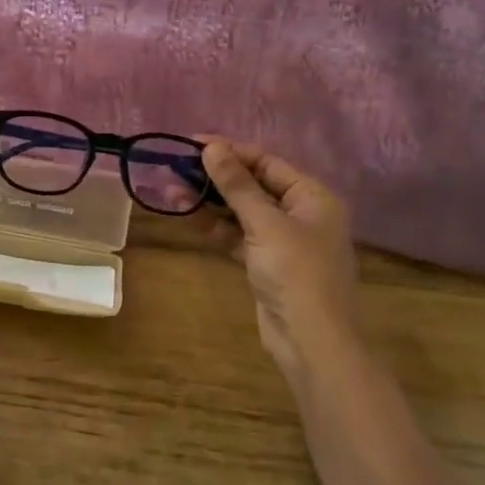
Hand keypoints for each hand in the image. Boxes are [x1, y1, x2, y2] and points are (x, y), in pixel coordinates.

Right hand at [199, 140, 357, 377]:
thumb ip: (237, 185)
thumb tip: (212, 147)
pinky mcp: (265, 263)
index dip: (231, 151)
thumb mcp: (265, 223)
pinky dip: (214, 225)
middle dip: (215, 176)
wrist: (310, 341)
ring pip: (241, 211)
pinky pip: (237, 234)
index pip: (267, 162)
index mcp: (312, 197)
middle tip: (176, 165)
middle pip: (253, 185)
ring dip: (209, 201)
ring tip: (171, 188)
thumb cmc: (296, 273)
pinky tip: (186, 214)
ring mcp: (282, 240)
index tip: (193, 143)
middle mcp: (300, 213)